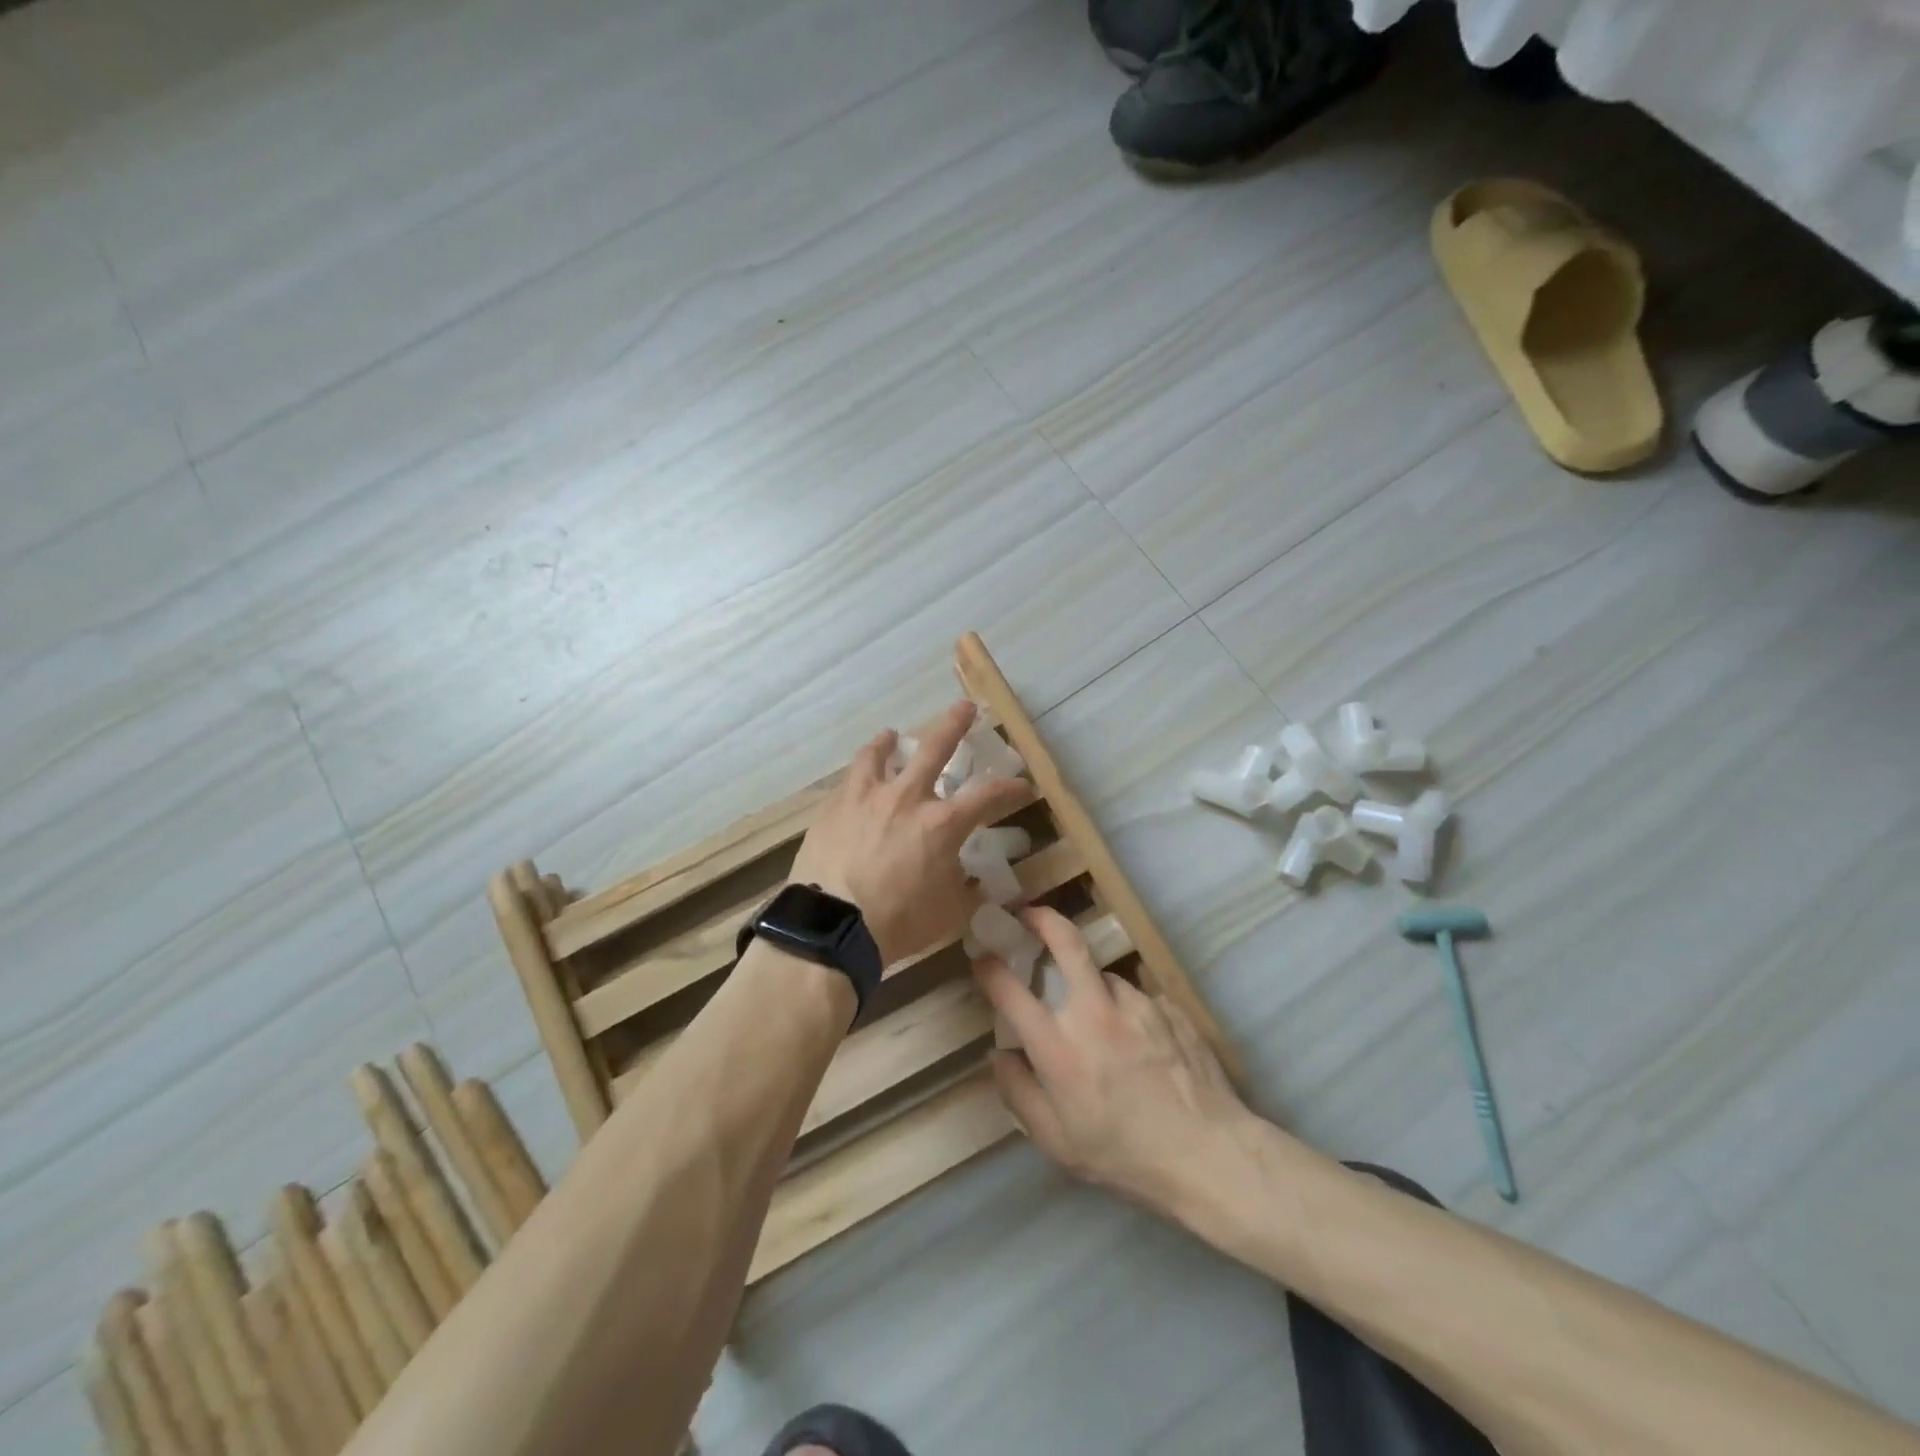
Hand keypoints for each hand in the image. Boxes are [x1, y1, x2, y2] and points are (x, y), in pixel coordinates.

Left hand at [789, 702, 1034, 966]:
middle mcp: (906, 797)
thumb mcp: (949, 913)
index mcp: (942, 823)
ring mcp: (865, 797)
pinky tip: (856, 782)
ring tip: (891, 735)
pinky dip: (858, 776)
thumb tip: (975, 881)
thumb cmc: (898, 922)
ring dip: (888, 741)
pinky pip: (848, 781)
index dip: (1011, 789)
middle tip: (965, 708)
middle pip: (936, 747)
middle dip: (955, 724)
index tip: (1024, 786)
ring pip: (879, 754)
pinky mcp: (832, 808)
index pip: (988, 796)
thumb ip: (966, 890)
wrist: (831, 926)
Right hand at [973, 907, 1253, 1219]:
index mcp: (1059, 1048)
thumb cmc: (1124, 1156)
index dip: (990, 968)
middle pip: (1067, 943)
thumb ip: (1018, 1093)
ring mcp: (1137, 1004)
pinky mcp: (1169, 1007)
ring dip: (1092, 987)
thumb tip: (998, 1054)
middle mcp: (1095, 1013)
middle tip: (1028, 915)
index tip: (982, 957)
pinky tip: (1138, 1042)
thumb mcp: (1057, 1142)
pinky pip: (1138, 999)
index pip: (1011, 992)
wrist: (1209, 1156)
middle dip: (1042, 919)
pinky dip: (1127, 1012)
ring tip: (1099, 1023)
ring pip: (1104, 976)